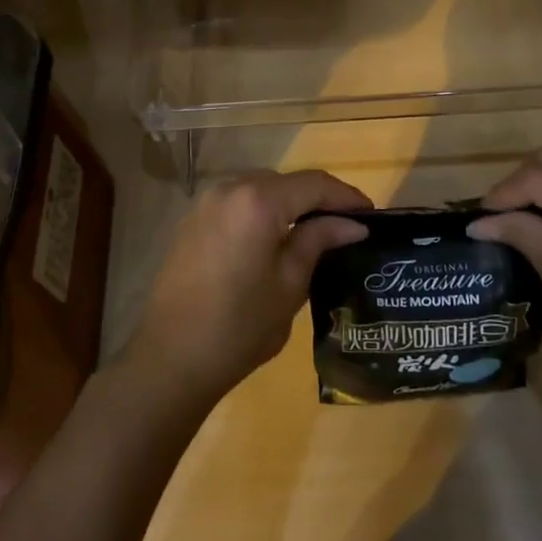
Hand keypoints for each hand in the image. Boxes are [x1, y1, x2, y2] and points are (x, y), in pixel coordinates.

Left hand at [126, 170, 370, 405]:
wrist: (170, 359)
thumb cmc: (239, 326)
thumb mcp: (290, 284)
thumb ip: (319, 241)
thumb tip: (352, 225)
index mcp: (258, 200)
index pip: (314, 184)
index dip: (346, 197)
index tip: (371, 216)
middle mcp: (230, 188)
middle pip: (286, 182)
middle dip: (318, 199)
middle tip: (346, 227)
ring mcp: (206, 202)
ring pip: (261, 189)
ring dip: (289, 204)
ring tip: (315, 232)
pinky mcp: (193, 221)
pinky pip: (239, 203)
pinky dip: (263, 212)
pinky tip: (275, 240)